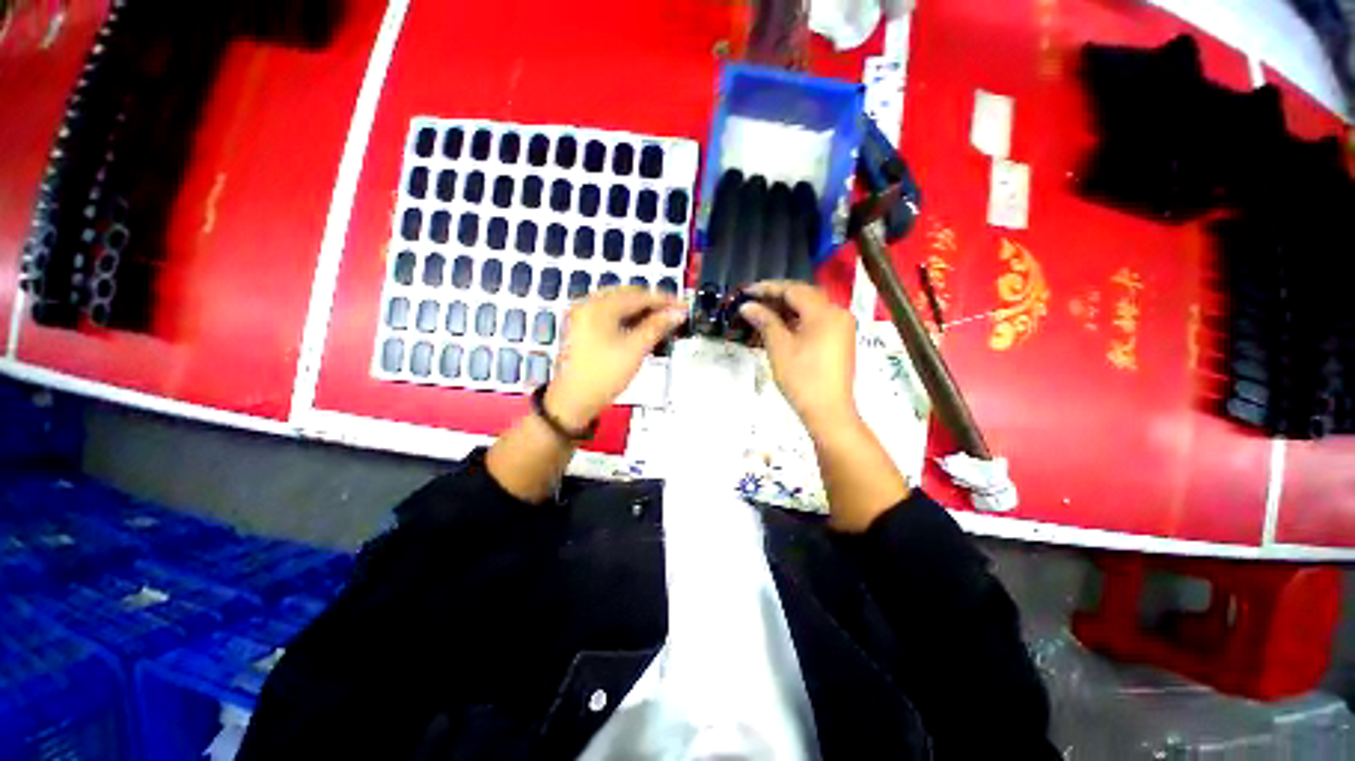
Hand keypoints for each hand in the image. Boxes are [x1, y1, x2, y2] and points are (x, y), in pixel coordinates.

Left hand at [546, 287, 685, 428]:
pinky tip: (642, 328)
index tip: (683, 306)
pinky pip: (611, 315)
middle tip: (675, 314)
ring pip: (620, 306)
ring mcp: (584, 316)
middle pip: (628, 296)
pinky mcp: (584, 329)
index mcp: (599, 307)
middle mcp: (589, 305)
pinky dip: (629, 319)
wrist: (573, 402)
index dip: (664, 300)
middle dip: (653, 304)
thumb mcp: (634, 350)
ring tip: (662, 321)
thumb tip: (677, 313)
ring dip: (642, 311)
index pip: (639, 296)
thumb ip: (657, 327)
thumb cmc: (603, 376)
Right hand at [739, 281, 858, 436]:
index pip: (794, 290)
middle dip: (778, 296)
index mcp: (825, 312)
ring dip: (788, 307)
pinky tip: (781, 325)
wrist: (829, 411)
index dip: (768, 288)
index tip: (747, 291)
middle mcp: (838, 313)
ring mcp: (842, 327)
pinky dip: (799, 319)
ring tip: (763, 312)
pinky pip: (817, 320)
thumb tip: (747, 306)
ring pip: (811, 308)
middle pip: (805, 295)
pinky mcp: (840, 339)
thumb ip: (765, 321)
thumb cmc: (802, 378)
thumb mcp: (779, 347)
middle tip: (753, 300)